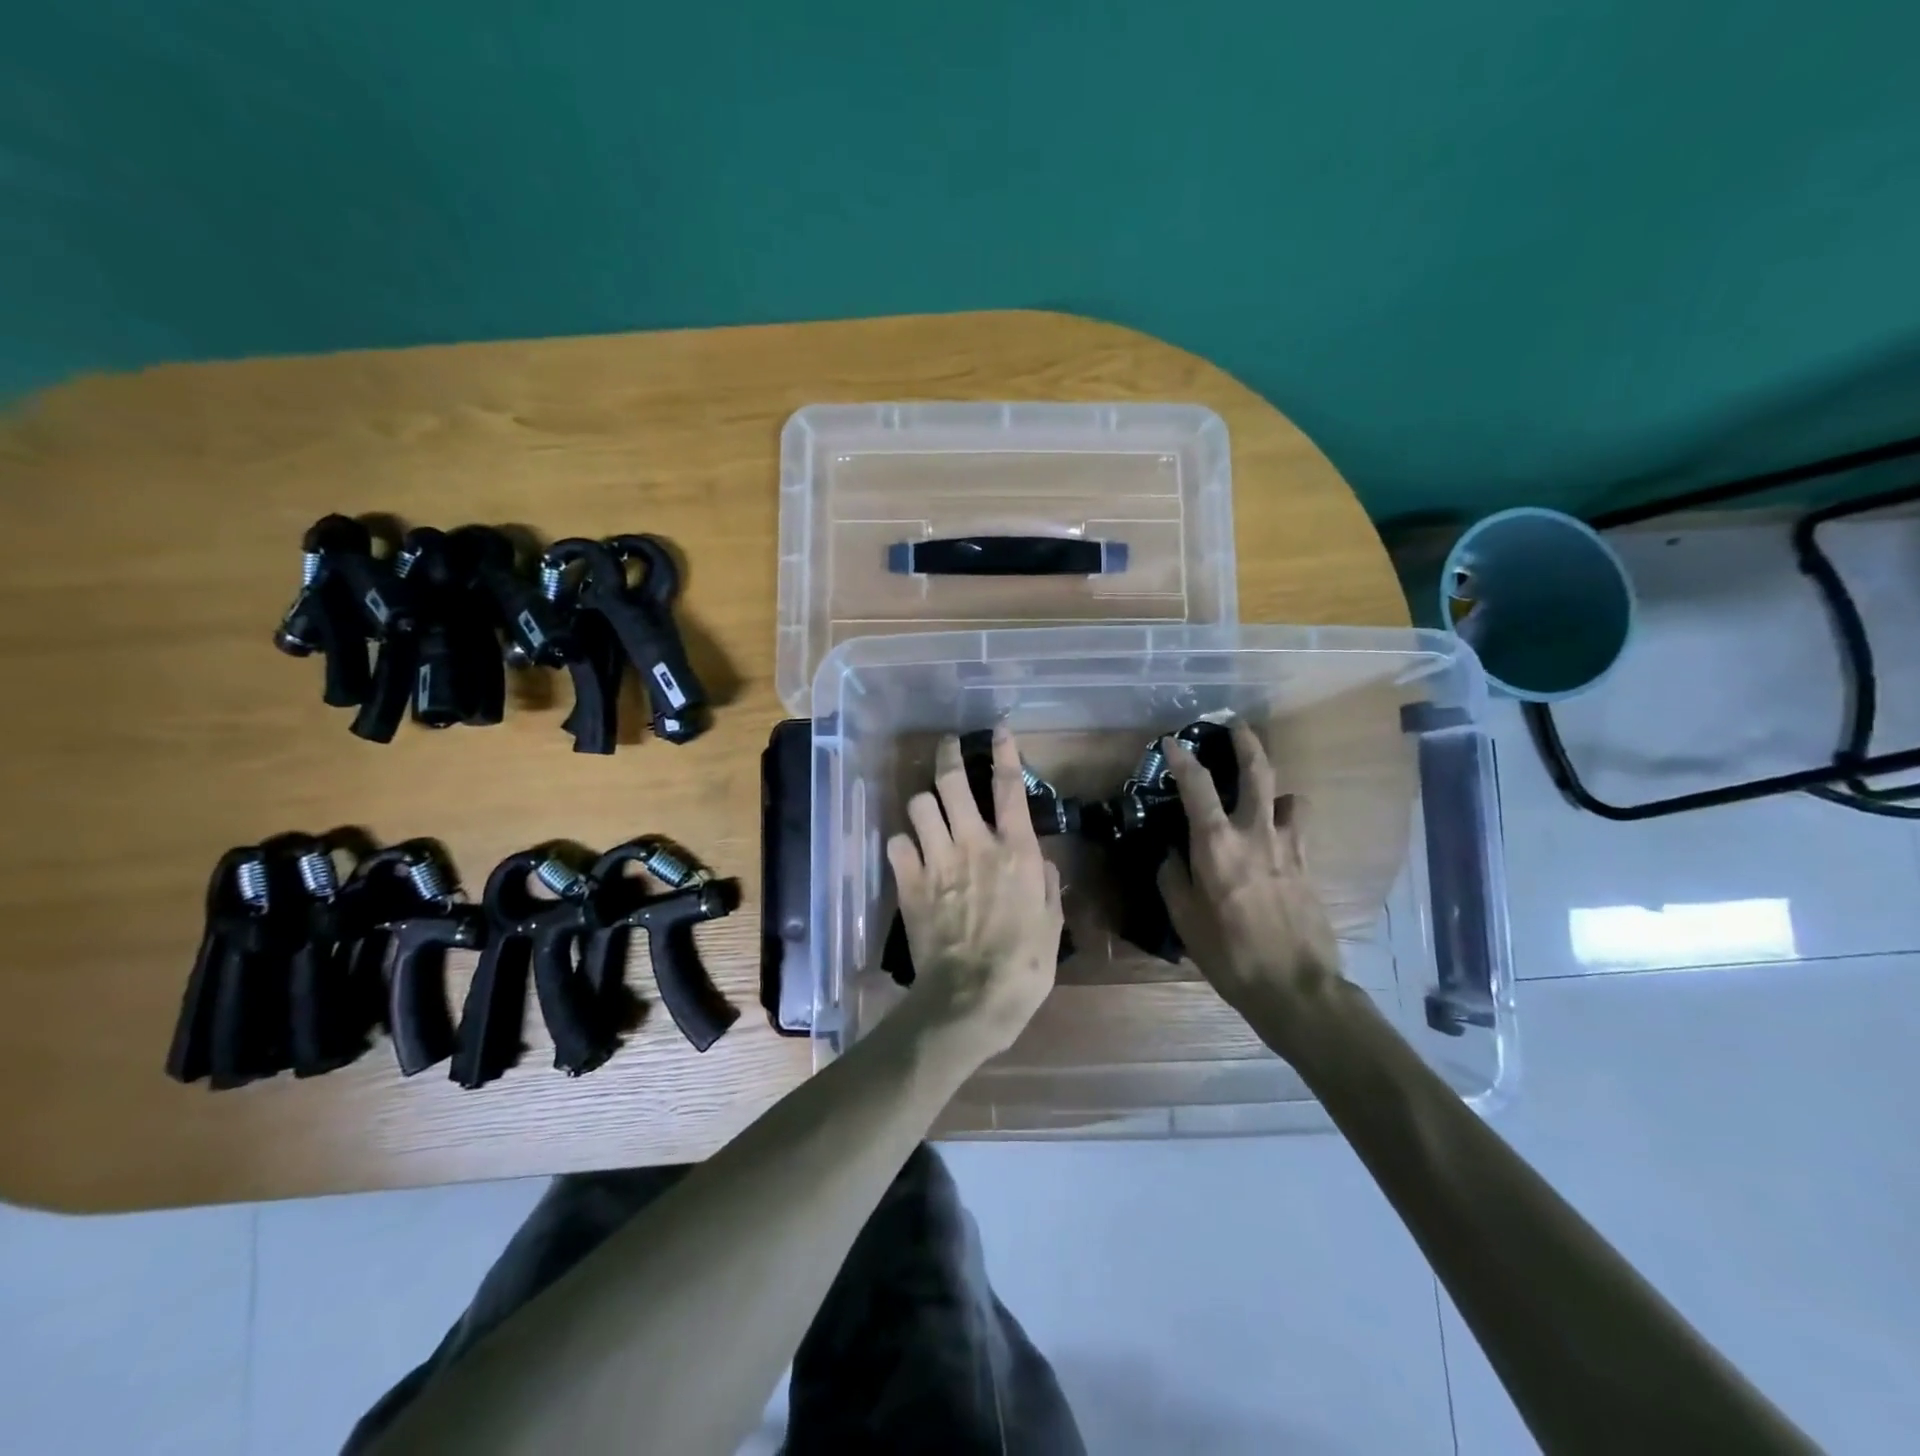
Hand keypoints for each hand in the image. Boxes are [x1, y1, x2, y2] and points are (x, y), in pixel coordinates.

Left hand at [887, 727, 1063, 1057]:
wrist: (971, 998)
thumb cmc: (1024, 965)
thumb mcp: (1052, 924)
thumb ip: (1048, 886)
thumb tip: (1042, 864)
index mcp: (1016, 850)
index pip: (1008, 786)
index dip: (1003, 751)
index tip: (998, 728)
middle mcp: (974, 843)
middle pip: (952, 781)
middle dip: (947, 755)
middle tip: (947, 746)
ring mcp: (937, 860)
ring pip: (919, 805)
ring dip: (924, 803)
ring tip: (928, 811)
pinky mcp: (909, 882)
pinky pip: (896, 843)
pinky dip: (902, 844)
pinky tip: (909, 854)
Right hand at [1157, 718, 1339, 1020]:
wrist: (1296, 986)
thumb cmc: (1230, 954)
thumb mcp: (1185, 919)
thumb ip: (1173, 879)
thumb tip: (1172, 855)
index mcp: (1217, 845)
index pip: (1196, 786)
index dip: (1182, 758)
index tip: (1172, 741)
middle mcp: (1255, 833)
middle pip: (1258, 772)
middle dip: (1247, 742)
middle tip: (1236, 725)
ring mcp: (1288, 847)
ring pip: (1287, 797)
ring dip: (1273, 787)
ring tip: (1263, 792)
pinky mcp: (1308, 865)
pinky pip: (1297, 828)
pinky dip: (1285, 820)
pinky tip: (1275, 837)